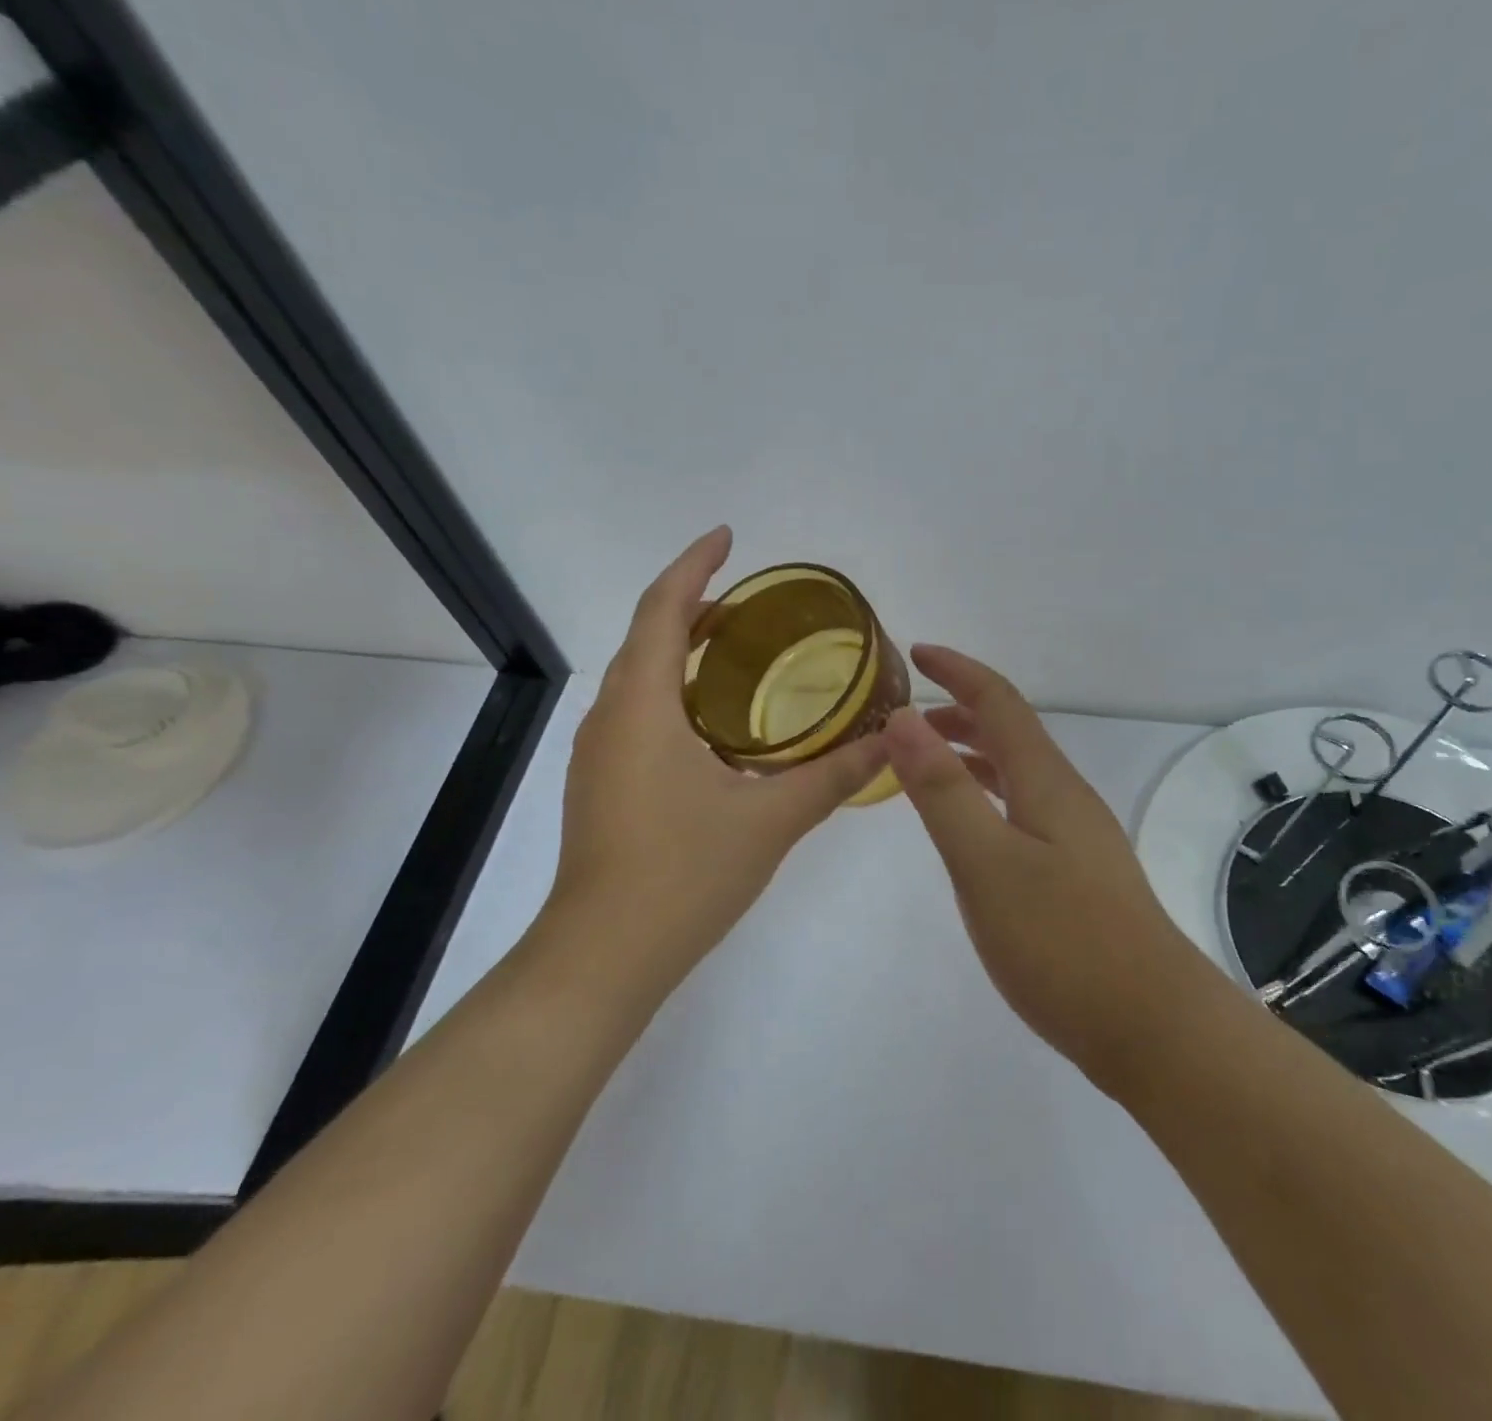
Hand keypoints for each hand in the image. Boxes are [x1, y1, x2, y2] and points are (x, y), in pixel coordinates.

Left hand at [541, 527, 887, 989]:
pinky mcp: (602, 785)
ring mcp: (600, 755)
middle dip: (695, 606)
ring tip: (739, 652)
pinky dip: (675, 694)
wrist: (604, 956)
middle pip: (648, 638)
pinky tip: (715, 726)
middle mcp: (611, 718)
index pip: (664, 610)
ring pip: (640, 678)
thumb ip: (835, 776)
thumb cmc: (684, 875)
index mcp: (643, 707)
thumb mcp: (772, 820)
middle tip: (752, 604)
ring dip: (683, 651)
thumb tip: (892, 742)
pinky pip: (639, 714)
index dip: (694, 565)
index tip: (728, 536)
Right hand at [881, 646, 1214, 1090]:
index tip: (915, 653)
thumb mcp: (986, 862)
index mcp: (1046, 781)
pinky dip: (987, 797)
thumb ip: (942, 790)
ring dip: (972, 755)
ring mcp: (1077, 837)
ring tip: (926, 763)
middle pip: (1011, 733)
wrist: (1152, 1025)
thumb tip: (904, 717)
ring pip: (1018, 773)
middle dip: (959, 712)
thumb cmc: (1062, 940)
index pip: (999, 702)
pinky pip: (1023, 810)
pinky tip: (972, 828)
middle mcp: (1066, 797)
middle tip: (906, 717)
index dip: (958, 671)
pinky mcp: (1078, 874)